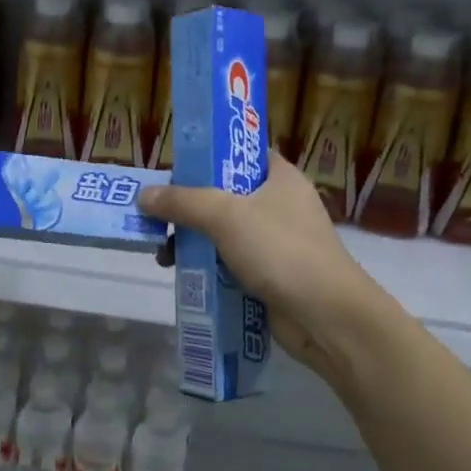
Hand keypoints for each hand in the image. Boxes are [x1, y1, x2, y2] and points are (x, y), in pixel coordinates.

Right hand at [136, 153, 391, 378]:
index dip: (205, 158)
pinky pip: (229, 262)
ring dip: (191, 241)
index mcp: (279, 177)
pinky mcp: (269, 274)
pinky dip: (207, 267)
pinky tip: (183, 276)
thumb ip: (183, 202)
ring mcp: (275, 242)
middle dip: (187, 208)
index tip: (172, 172)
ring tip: (163, 256)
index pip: (239, 153)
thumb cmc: (280, 251)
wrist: (326, 316)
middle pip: (223, 195)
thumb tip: (144, 196)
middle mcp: (279, 204)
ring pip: (222, 232)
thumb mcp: (226, 216)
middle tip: (156, 219)